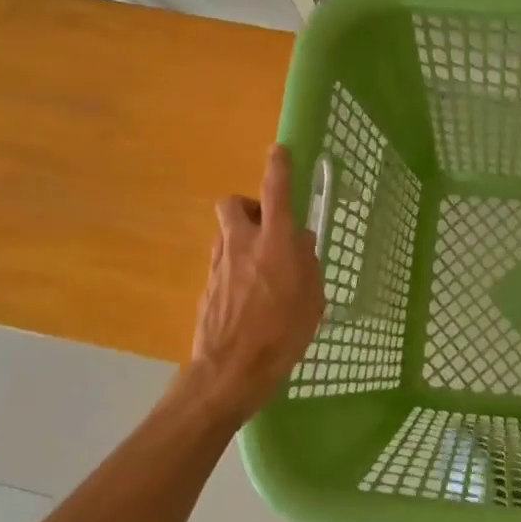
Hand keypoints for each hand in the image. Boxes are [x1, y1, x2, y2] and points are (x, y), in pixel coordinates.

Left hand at [190, 144, 325, 417]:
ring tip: (262, 266)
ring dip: (242, 237)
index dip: (278, 167)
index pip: (275, 192)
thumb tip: (302, 242)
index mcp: (275, 244)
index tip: (279, 151)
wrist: (231, 371)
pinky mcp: (207, 286)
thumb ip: (308, 265)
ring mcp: (220, 265)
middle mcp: (243, 245)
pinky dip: (235, 266)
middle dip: (248, 206)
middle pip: (234, 204)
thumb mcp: (312, 301)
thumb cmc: (282, 335)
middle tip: (267, 227)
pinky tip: (248, 294)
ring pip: (226, 232)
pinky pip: (222, 261)